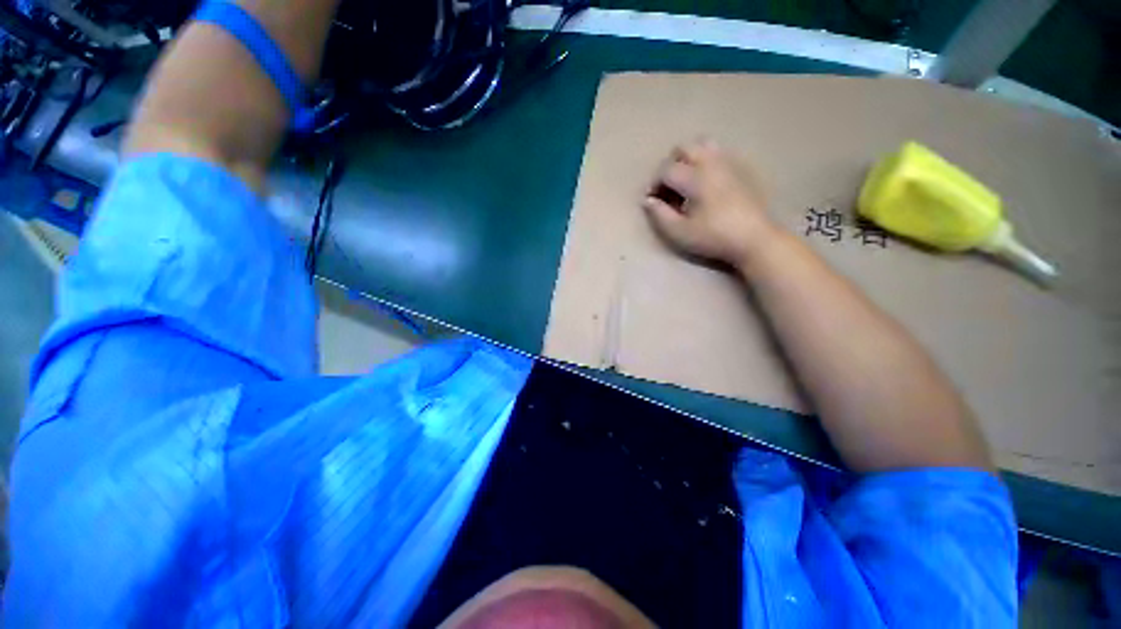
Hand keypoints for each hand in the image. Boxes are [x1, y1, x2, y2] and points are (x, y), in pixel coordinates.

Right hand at [643, 139, 776, 268]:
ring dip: (688, 160)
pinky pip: (717, 154)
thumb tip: (647, 200)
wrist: (754, 239)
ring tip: (685, 183)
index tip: (651, 200)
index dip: (653, 184)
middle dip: (669, 167)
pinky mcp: (740, 169)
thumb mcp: (679, 232)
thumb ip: (659, 214)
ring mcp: (728, 163)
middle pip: (683, 149)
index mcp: (696, 178)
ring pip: (702, 145)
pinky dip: (704, 163)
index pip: (666, 169)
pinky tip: (705, 184)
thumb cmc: (713, 237)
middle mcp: (711, 163)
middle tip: (667, 190)